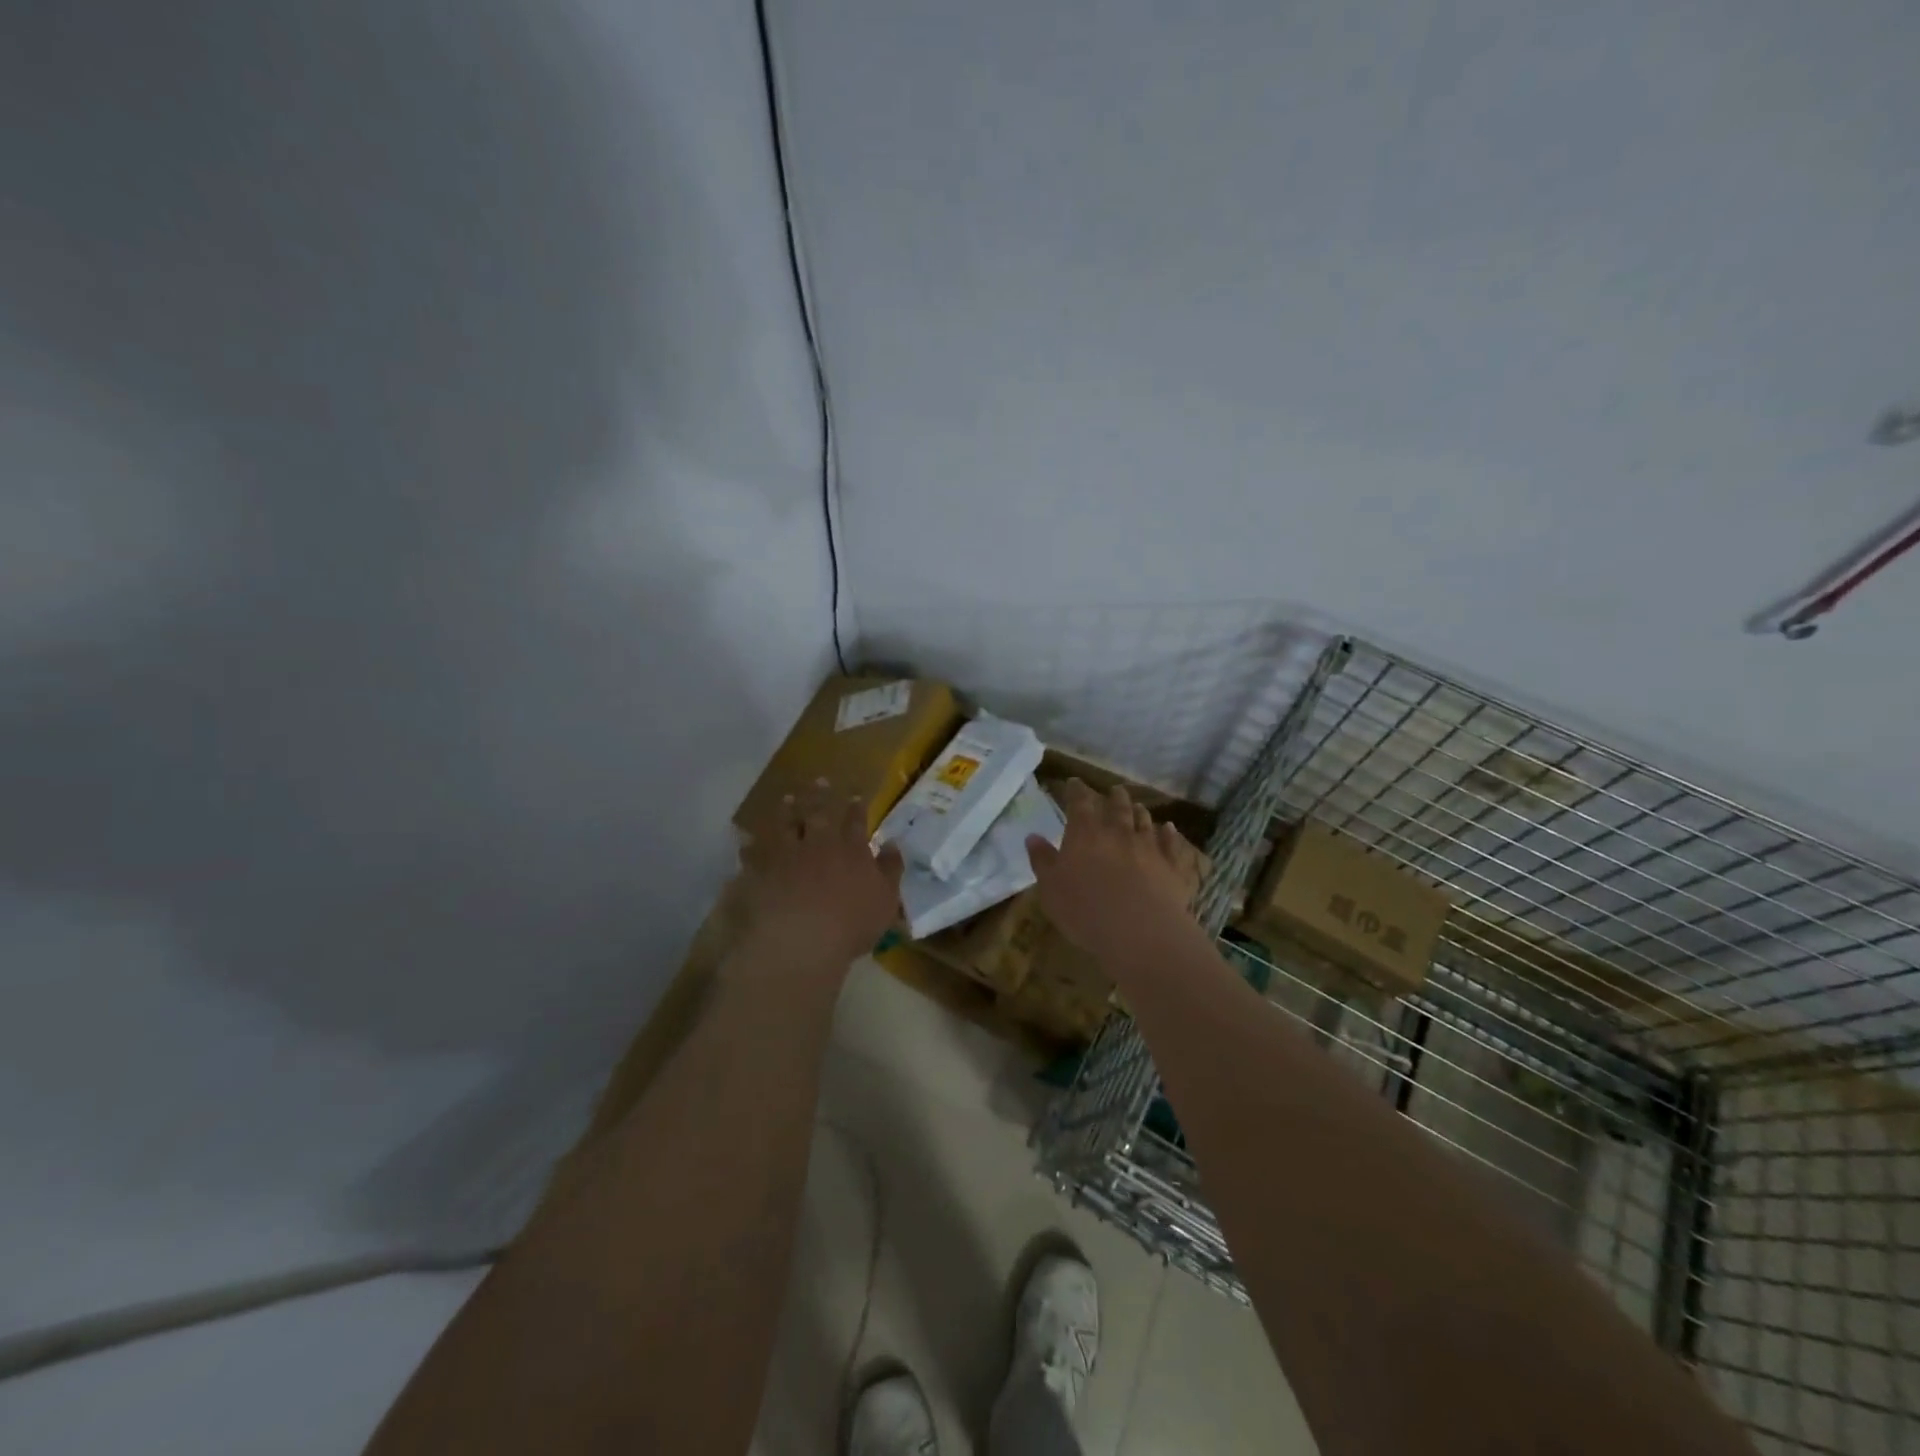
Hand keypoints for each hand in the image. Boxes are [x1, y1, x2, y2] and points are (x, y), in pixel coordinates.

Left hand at [737, 788, 904, 971]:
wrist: (802, 938)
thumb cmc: (852, 924)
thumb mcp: (886, 900)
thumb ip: (891, 869)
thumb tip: (892, 843)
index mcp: (853, 850)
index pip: (856, 822)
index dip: (857, 808)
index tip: (856, 795)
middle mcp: (820, 844)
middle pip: (820, 813)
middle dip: (821, 796)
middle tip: (820, 780)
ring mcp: (788, 854)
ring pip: (787, 825)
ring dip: (787, 811)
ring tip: (787, 799)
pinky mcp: (761, 869)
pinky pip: (754, 851)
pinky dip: (751, 843)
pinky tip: (746, 838)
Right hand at [1027, 779, 1203, 963]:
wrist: (1139, 931)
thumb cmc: (1085, 910)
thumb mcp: (1050, 888)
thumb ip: (1042, 860)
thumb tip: (1033, 836)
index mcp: (1085, 834)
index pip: (1079, 803)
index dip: (1076, 791)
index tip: (1074, 783)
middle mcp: (1119, 832)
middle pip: (1117, 807)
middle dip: (1114, 797)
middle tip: (1114, 790)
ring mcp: (1149, 847)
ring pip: (1145, 822)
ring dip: (1140, 812)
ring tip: (1139, 806)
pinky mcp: (1172, 867)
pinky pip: (1172, 845)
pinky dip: (1171, 834)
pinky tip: (1170, 829)